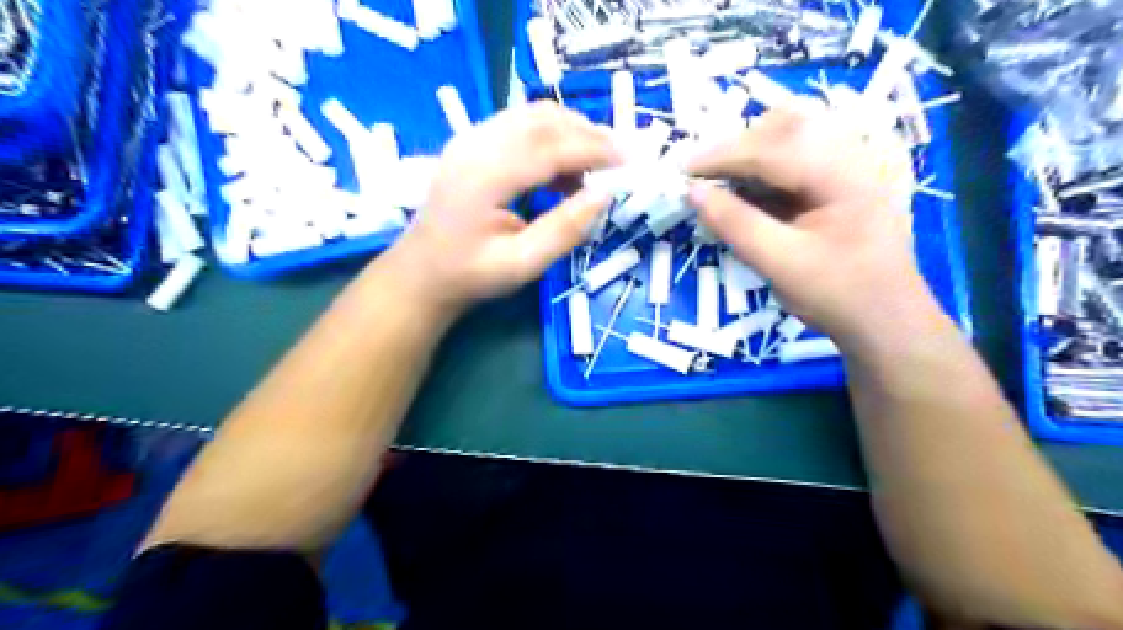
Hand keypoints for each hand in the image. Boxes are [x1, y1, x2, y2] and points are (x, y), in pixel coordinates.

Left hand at [385, 103, 612, 316]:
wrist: (422, 272)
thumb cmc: (471, 275)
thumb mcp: (522, 265)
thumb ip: (564, 230)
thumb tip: (603, 196)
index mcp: (484, 177)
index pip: (549, 146)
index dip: (593, 149)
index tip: (627, 162)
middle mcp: (474, 145)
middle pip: (541, 119)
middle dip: (587, 133)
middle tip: (617, 159)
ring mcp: (469, 139)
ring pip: (531, 115)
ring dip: (570, 132)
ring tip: (594, 167)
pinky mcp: (471, 143)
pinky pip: (519, 124)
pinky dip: (550, 138)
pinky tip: (563, 171)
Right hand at [685, 99, 930, 343]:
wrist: (886, 320)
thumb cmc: (838, 296)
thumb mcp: (781, 265)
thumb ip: (736, 225)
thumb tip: (692, 193)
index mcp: (846, 175)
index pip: (775, 148)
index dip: (723, 155)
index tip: (683, 170)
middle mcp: (855, 156)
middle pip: (787, 125)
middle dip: (738, 145)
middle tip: (702, 174)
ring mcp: (853, 165)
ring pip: (794, 133)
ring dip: (751, 150)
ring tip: (721, 178)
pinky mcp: (844, 179)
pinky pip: (799, 155)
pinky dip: (766, 165)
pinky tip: (748, 189)